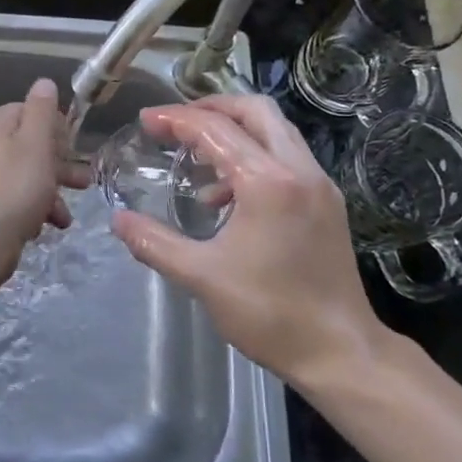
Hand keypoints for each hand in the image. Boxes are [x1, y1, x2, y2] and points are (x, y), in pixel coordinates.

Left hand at [0, 78, 90, 287]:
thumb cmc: (15, 185)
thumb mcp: (36, 142)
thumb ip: (42, 110)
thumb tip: (44, 83)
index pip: (27, 112)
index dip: (55, 129)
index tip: (74, 149)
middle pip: (26, 145)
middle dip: (58, 164)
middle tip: (83, 181)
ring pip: (22, 174)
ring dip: (49, 190)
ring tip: (67, 214)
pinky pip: (12, 197)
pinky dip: (32, 207)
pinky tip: (48, 225)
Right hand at [111, 95, 392, 389]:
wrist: (342, 354)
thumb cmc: (270, 313)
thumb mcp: (201, 277)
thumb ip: (154, 242)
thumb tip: (118, 220)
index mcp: (268, 182)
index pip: (215, 129)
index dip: (175, 119)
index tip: (145, 121)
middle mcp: (299, 170)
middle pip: (255, 110)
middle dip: (211, 108)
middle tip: (176, 124)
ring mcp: (319, 185)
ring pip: (275, 131)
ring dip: (234, 132)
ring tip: (197, 160)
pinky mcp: (327, 203)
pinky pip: (286, 158)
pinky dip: (254, 156)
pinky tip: (227, 197)